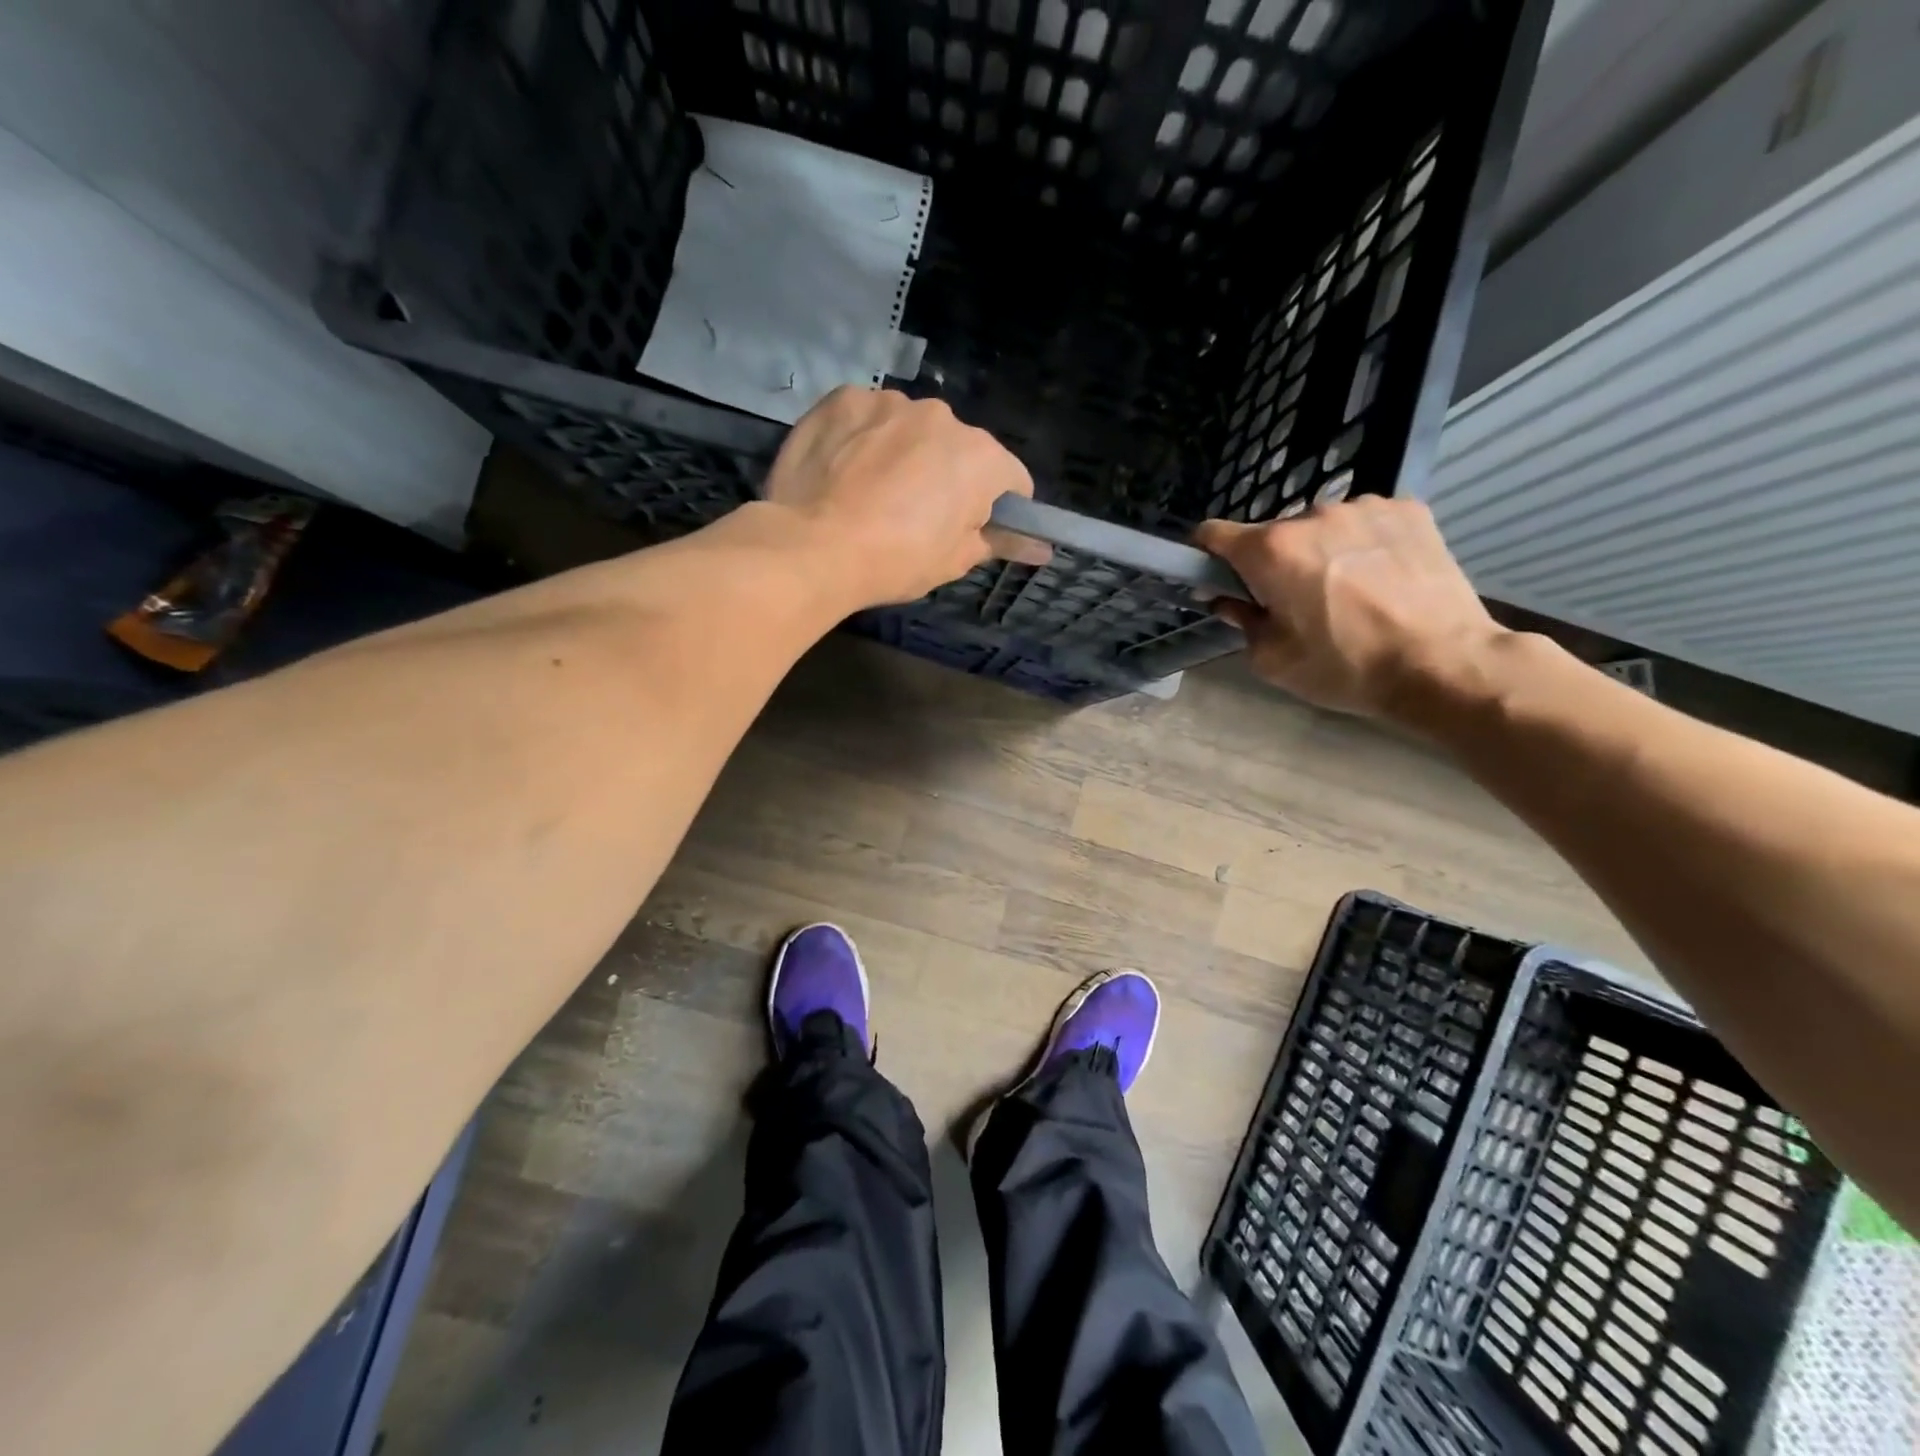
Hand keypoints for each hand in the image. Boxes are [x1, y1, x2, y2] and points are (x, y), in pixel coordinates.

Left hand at [764, 387, 1046, 607]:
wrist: (813, 547)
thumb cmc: (896, 560)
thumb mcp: (954, 561)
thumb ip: (1000, 542)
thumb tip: (1042, 547)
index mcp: (981, 458)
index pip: (1011, 480)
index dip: (998, 509)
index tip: (973, 529)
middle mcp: (943, 417)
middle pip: (959, 449)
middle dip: (947, 477)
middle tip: (915, 518)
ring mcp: (890, 402)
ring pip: (910, 429)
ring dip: (903, 452)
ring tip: (871, 494)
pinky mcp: (844, 398)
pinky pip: (866, 417)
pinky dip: (862, 438)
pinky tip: (843, 471)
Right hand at [1193, 498, 1510, 722]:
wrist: (1443, 663)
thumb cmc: (1346, 667)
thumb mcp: (1273, 660)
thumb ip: (1241, 622)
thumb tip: (1229, 601)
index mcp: (1271, 551)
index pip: (1212, 533)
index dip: (1206, 555)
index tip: (1217, 579)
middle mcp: (1312, 515)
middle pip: (1272, 535)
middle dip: (1273, 563)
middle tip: (1295, 603)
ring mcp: (1364, 506)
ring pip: (1320, 528)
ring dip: (1319, 552)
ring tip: (1348, 592)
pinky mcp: (1408, 509)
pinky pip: (1364, 523)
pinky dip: (1361, 544)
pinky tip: (1381, 578)